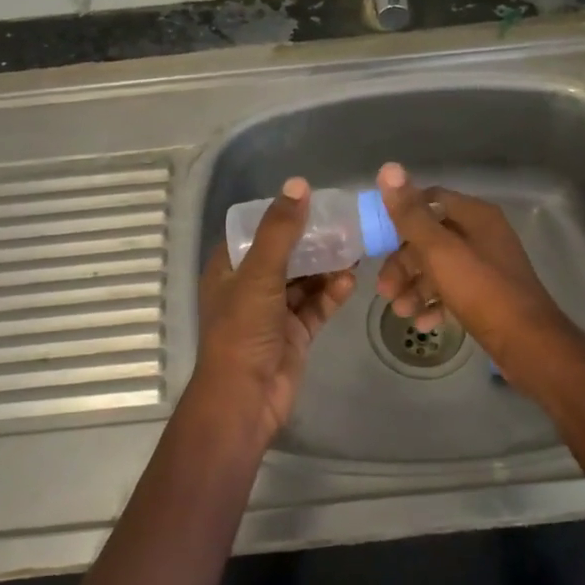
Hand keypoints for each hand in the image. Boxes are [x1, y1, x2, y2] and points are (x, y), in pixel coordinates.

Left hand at [193, 176, 355, 441]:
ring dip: (326, 265)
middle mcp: (250, 286)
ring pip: (304, 279)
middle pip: (285, 254)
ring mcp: (273, 311)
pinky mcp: (295, 333)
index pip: (254, 231)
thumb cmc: (243, 331)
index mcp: (229, 269)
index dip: (281, 215)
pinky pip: (316, 305)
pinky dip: (332, 293)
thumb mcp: (259, 274)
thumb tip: (298, 185)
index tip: (313, 199)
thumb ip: (280, 231)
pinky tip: (350, 280)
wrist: (246, 399)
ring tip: (355, 247)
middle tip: (344, 223)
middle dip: (313, 240)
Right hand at [375, 162, 581, 391]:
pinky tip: (423, 324)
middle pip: (431, 238)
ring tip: (401, 312)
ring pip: (439, 269)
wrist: (528, 343)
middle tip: (384, 289)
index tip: (378, 238)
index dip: (402, 214)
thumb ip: (411, 213)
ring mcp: (487, 267)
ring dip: (415, 288)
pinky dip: (435, 304)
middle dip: (404, 263)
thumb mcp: (439, 250)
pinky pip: (453, 292)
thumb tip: (388, 167)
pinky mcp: (488, 296)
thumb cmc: (482, 290)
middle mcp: (483, 235)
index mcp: (476, 216)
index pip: (431, 199)